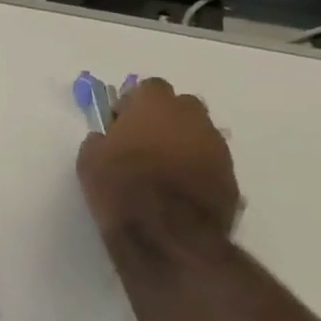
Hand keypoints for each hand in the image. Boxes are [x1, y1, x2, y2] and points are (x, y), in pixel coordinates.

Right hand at [76, 78, 239, 250]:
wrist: (166, 233)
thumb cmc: (120, 187)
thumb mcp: (89, 160)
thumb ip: (100, 140)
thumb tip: (106, 138)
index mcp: (156, 106)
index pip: (149, 87)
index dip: (134, 104)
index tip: (120, 123)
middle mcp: (192, 118)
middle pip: (181, 106)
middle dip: (164, 118)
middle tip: (143, 142)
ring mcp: (217, 147)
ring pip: (199, 133)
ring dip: (182, 143)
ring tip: (162, 169)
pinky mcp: (231, 176)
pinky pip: (210, 161)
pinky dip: (196, 168)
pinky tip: (179, 189)